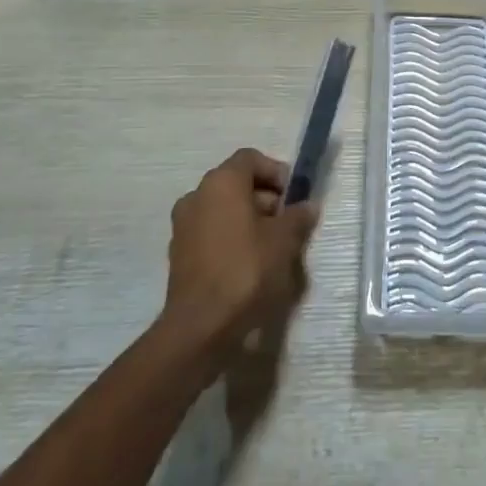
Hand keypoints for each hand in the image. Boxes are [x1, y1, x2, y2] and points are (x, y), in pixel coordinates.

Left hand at [161, 149, 318, 358]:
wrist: (199, 327)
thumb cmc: (245, 269)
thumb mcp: (284, 240)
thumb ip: (297, 217)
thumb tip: (307, 206)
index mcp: (222, 181)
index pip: (251, 158)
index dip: (275, 172)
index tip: (293, 196)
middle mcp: (197, 195)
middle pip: (236, 184)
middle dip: (264, 198)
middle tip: (286, 223)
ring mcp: (183, 226)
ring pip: (223, 210)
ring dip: (247, 220)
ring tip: (270, 248)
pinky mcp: (178, 255)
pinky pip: (210, 233)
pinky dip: (229, 239)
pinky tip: (248, 266)